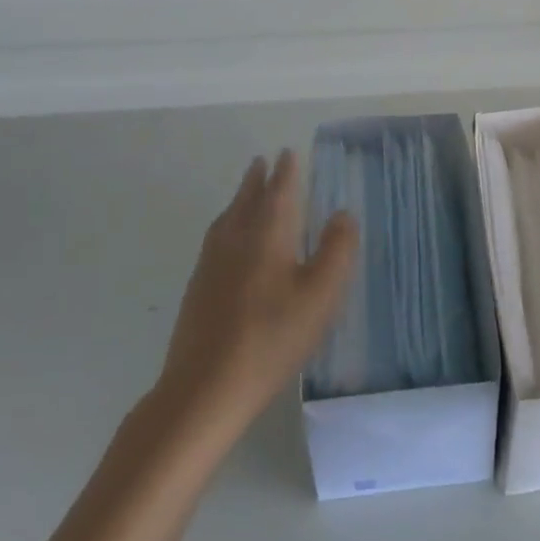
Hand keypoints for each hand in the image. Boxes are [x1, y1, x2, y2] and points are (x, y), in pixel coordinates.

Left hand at [151, 151, 357, 443]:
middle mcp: (235, 240)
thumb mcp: (320, 296)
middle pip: (246, 200)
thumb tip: (342, 213)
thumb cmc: (272, 338)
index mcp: (266, 235)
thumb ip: (336, 250)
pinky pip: (215, 240)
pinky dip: (227, 225)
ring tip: (245, 193)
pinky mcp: (197, 290)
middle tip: (261, 161)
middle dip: (257, 180)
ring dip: (239, 199)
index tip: (287, 152)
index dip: (285, 171)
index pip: (278, 192)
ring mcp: (210, 265)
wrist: (204, 389)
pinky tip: (228, 242)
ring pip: (226, 219)